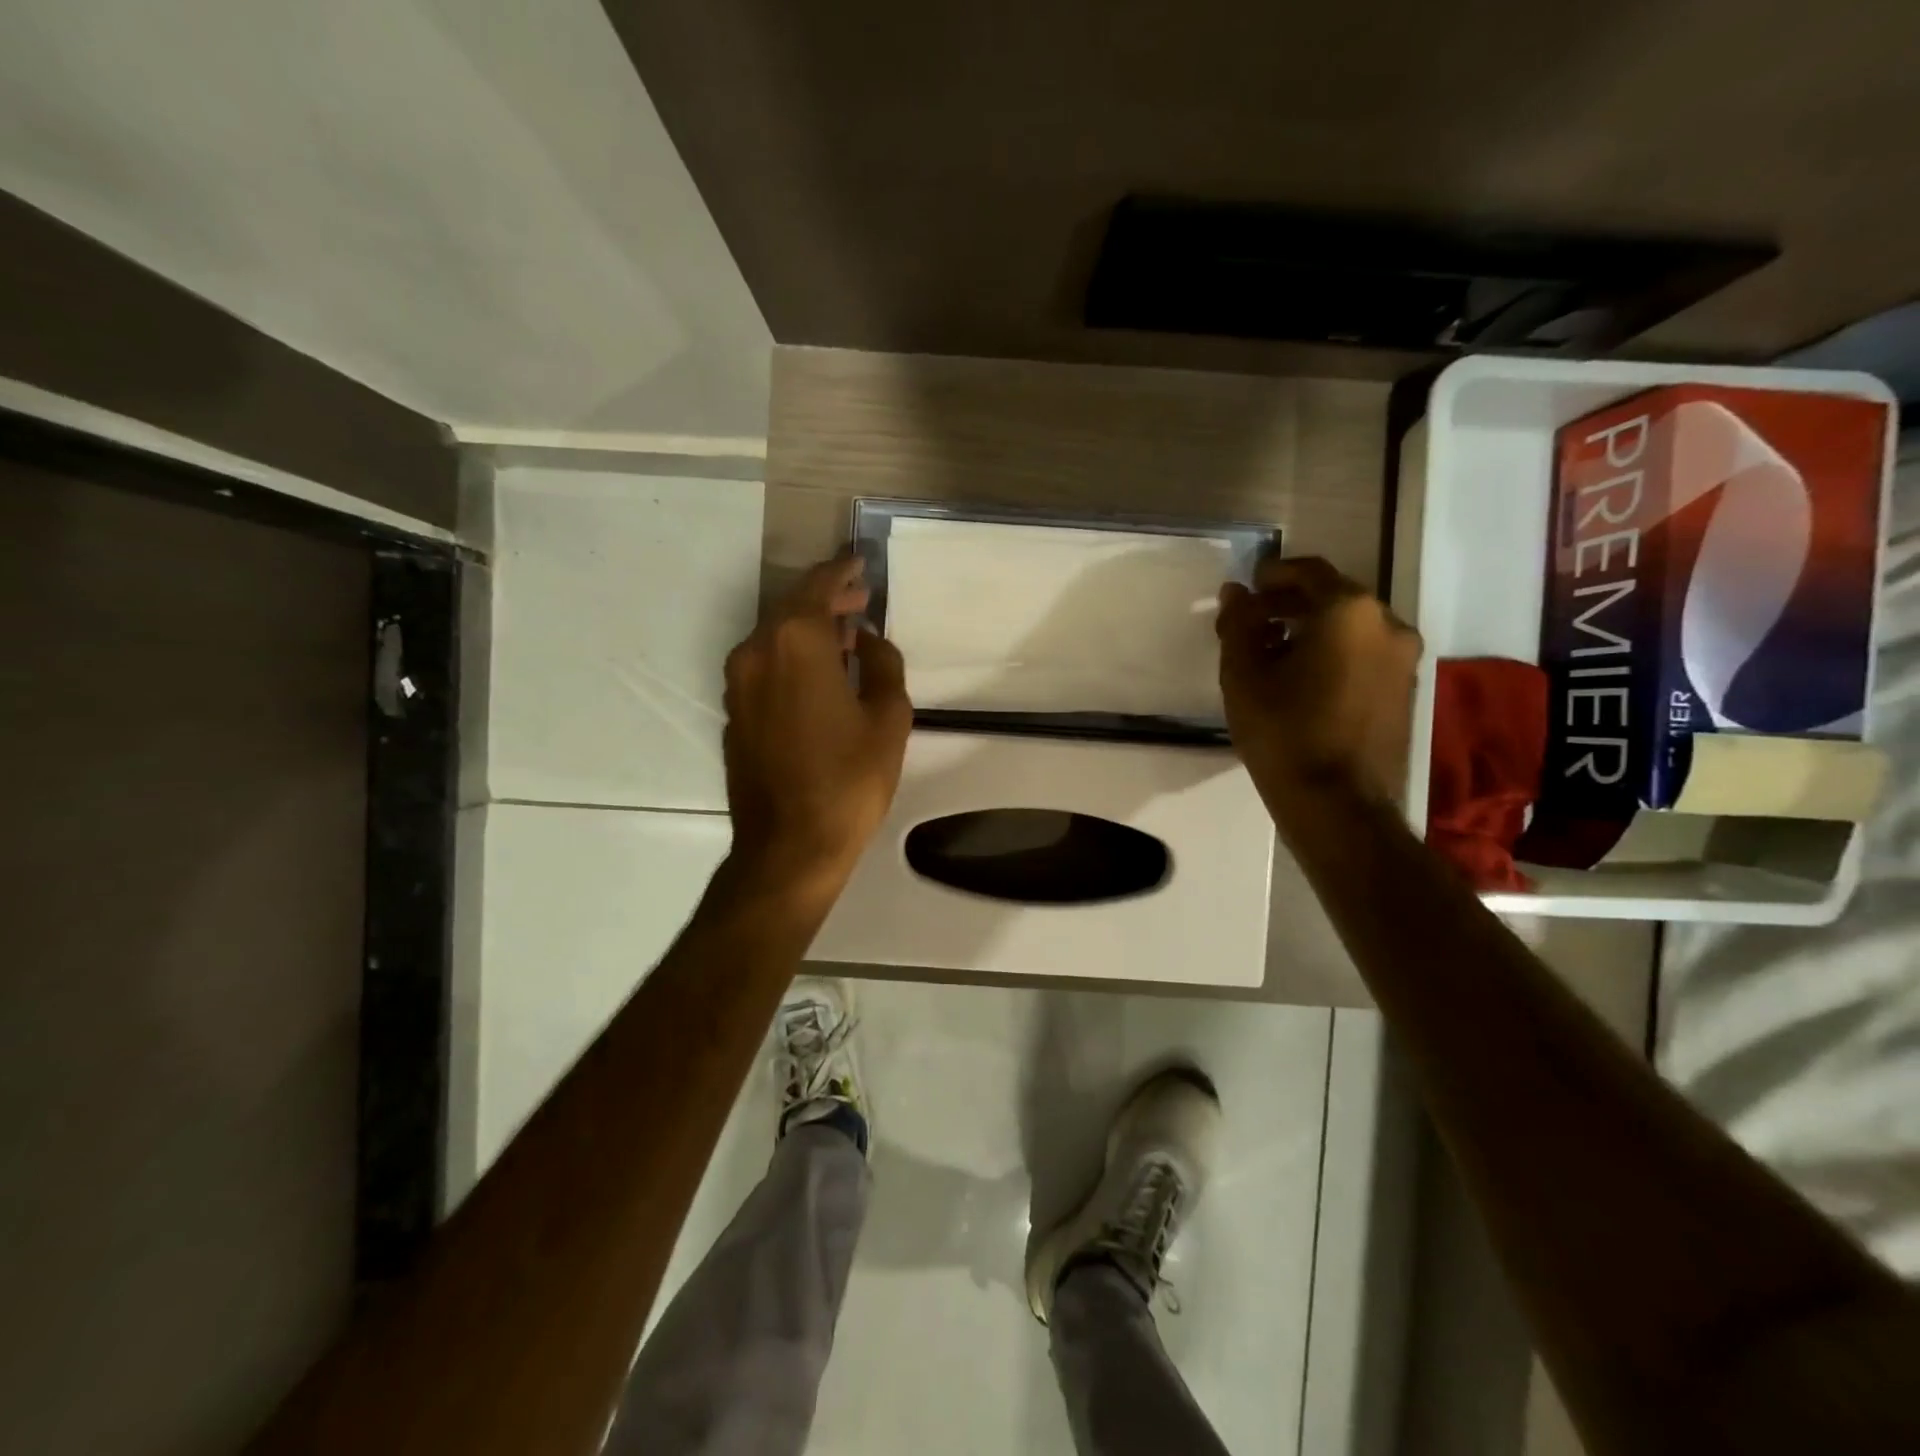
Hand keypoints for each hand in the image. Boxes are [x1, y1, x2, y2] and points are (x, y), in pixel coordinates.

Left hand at [721, 555, 911, 900]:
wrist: (789, 846)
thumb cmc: (849, 781)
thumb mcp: (888, 718)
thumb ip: (883, 664)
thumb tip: (868, 641)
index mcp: (796, 643)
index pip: (818, 586)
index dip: (842, 571)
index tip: (861, 564)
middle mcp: (757, 652)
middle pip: (792, 608)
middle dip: (827, 599)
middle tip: (860, 599)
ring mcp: (738, 683)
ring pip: (775, 636)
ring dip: (809, 629)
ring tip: (846, 636)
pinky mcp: (734, 711)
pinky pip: (765, 665)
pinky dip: (792, 656)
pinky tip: (819, 673)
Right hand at [1216, 556, 1421, 818]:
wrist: (1337, 802)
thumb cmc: (1282, 732)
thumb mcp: (1243, 675)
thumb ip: (1239, 625)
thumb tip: (1236, 593)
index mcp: (1348, 611)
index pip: (1308, 572)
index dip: (1273, 575)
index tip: (1247, 588)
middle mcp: (1387, 623)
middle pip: (1334, 597)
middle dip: (1291, 604)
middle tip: (1254, 622)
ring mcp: (1403, 658)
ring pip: (1351, 627)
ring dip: (1313, 629)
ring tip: (1274, 653)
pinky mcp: (1405, 688)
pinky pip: (1365, 653)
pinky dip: (1335, 652)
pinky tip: (1304, 679)